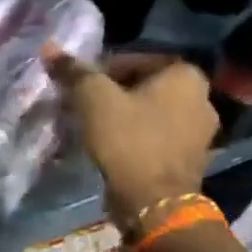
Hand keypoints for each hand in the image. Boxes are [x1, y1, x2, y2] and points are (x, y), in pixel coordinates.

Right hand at [45, 47, 216, 222]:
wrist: (154, 203)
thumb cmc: (128, 139)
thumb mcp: (94, 98)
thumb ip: (74, 71)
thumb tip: (50, 48)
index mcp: (186, 76)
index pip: (137, 59)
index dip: (103, 68)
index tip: (81, 85)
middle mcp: (202, 99)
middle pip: (145, 87)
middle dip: (113, 93)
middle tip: (83, 104)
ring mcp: (200, 134)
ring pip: (150, 113)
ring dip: (123, 116)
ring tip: (92, 126)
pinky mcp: (190, 161)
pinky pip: (156, 138)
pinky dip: (135, 138)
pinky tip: (111, 147)